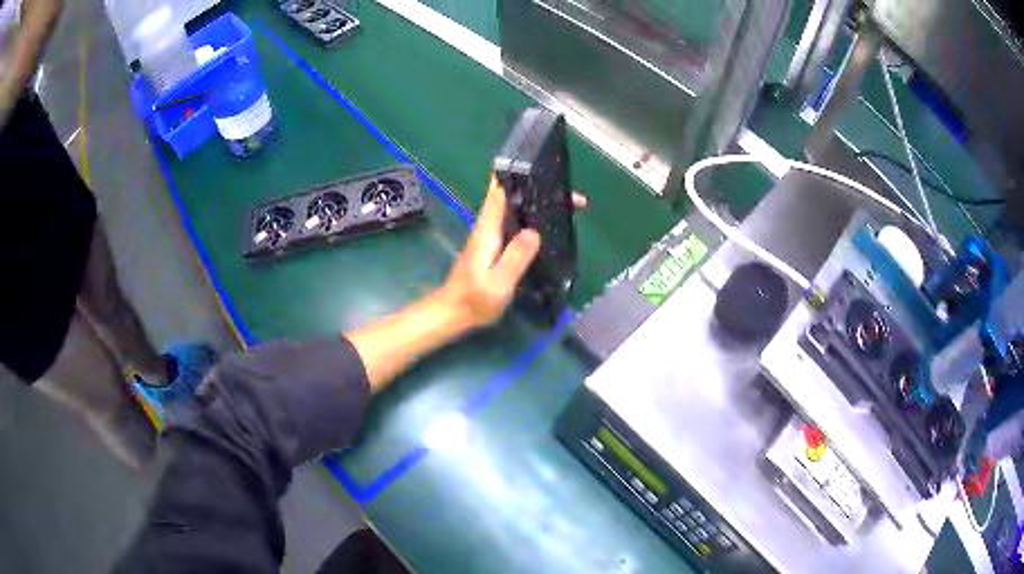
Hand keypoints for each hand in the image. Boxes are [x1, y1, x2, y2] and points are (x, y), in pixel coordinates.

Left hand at [348, 177, 584, 391]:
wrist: (452, 313)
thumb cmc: (474, 300)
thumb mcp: (498, 284)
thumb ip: (515, 258)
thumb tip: (534, 232)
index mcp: (488, 230)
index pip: (499, 192)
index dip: (519, 176)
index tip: (541, 168)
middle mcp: (487, 227)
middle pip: (512, 197)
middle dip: (540, 191)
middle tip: (573, 198)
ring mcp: (489, 236)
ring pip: (515, 210)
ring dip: (538, 204)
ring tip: (568, 207)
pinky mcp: (492, 245)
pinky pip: (514, 223)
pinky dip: (532, 219)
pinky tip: (547, 226)